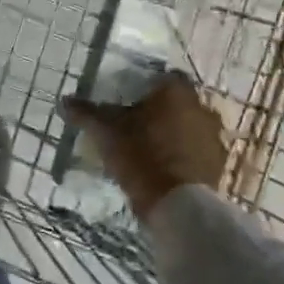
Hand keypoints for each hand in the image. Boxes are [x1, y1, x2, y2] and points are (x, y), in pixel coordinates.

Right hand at [63, 73, 228, 220]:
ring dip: (176, 134)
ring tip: (151, 150)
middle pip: (180, 102)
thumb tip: (64, 101)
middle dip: (162, 111)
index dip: (149, 86)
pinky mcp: (219, 165)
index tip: (132, 100)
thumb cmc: (141, 156)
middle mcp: (202, 108)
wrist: (177, 205)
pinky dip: (185, 157)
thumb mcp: (105, 132)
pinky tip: (166, 169)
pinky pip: (198, 153)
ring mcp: (214, 138)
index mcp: (176, 92)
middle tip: (138, 125)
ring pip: (191, 127)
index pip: (166, 77)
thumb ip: (86, 113)